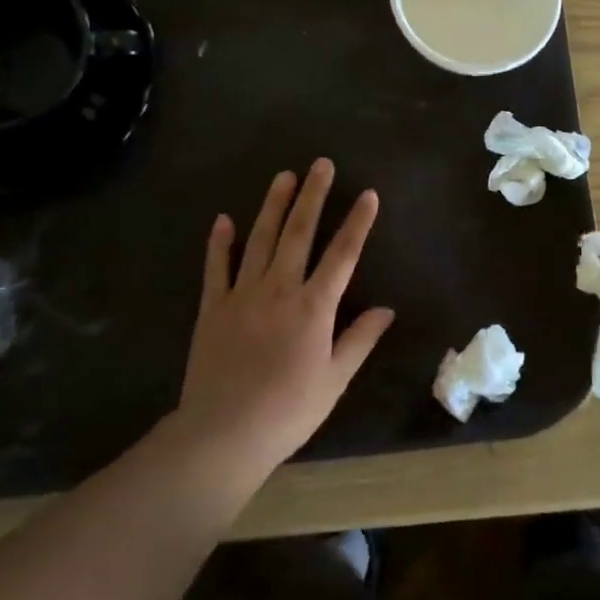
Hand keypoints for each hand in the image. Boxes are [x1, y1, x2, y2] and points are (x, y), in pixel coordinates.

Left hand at [174, 159, 394, 485]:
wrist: (222, 435)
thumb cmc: (287, 411)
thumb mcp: (334, 380)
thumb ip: (360, 340)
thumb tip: (387, 309)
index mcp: (313, 307)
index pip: (342, 255)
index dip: (358, 223)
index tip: (368, 194)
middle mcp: (279, 290)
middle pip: (299, 233)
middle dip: (313, 196)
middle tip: (321, 164)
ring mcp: (242, 295)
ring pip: (260, 239)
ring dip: (273, 205)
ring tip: (284, 176)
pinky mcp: (212, 307)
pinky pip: (216, 268)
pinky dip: (220, 242)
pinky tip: (224, 219)